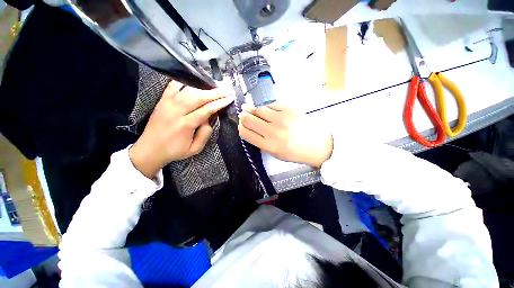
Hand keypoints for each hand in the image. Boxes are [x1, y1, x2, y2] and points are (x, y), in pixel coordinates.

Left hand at [129, 82, 233, 177]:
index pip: (206, 109)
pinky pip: (173, 86)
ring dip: (203, 87)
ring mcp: (168, 103)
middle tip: (226, 90)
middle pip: (198, 97)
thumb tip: (209, 121)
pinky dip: (185, 82)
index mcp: (186, 125)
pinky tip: (194, 82)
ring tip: (214, 86)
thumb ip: (205, 135)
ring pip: (187, 90)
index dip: (219, 103)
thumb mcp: (194, 149)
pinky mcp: (162, 100)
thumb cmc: (174, 151)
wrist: (149, 149)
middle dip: (214, 93)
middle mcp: (177, 111)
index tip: (229, 99)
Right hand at [238, 103, 332, 167]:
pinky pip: (271, 104)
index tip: (241, 125)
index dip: (240, 127)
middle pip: (249, 119)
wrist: (317, 145)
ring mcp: (281, 118)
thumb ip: (261, 143)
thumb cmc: (296, 153)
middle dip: (243, 117)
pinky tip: (263, 107)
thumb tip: (251, 130)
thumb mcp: (276, 154)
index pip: (246, 133)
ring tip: (248, 108)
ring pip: (258, 109)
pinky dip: (264, 105)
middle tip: (243, 115)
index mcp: (268, 145)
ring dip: (251, 109)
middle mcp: (272, 131)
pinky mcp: (289, 109)